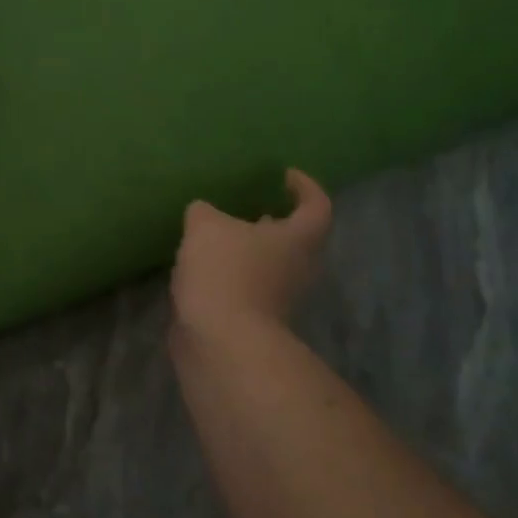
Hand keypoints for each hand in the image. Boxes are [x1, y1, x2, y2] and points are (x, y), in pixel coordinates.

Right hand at [170, 168, 332, 339]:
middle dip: (273, 221)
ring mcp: (278, 298)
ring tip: (217, 234)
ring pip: (270, 264)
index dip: (305, 187)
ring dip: (248, 249)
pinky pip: (247, 286)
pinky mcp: (254, 319)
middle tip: (247, 206)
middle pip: (296, 239)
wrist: (221, 342)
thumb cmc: (225, 272)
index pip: (317, 206)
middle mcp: (298, 268)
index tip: (283, 176)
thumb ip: (205, 212)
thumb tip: (203, 213)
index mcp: (298, 238)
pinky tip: (200, 266)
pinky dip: (230, 274)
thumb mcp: (205, 225)